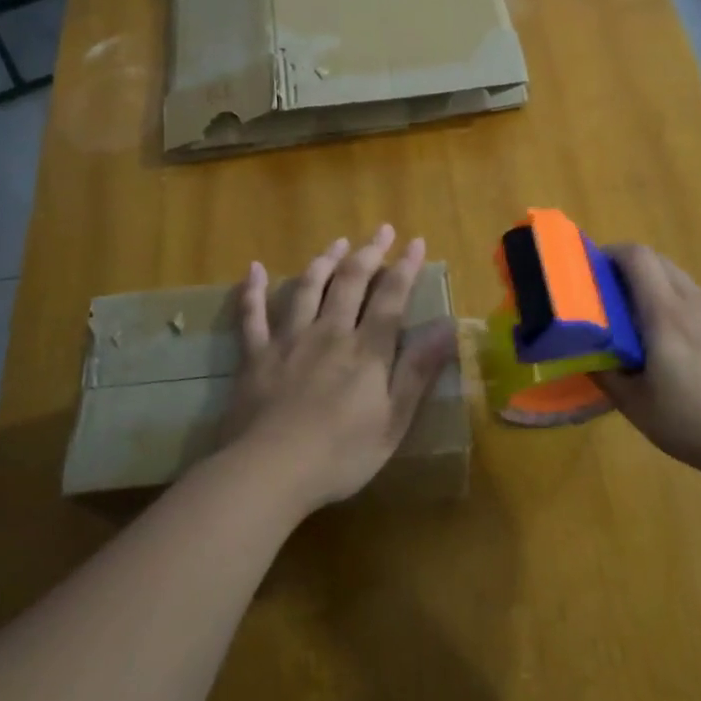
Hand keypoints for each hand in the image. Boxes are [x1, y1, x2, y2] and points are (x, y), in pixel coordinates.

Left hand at [219, 225, 458, 514]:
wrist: (270, 470)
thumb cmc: (340, 454)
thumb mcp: (393, 420)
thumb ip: (417, 371)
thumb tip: (448, 327)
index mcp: (366, 350)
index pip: (390, 298)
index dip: (405, 268)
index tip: (416, 242)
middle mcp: (329, 332)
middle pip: (350, 282)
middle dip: (368, 253)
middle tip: (381, 230)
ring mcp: (289, 340)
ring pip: (307, 288)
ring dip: (323, 261)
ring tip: (337, 243)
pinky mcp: (256, 355)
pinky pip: (252, 316)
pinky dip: (253, 291)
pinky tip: (255, 268)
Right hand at [595, 244, 700, 476]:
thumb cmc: (695, 425)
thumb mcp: (636, 406)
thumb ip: (604, 373)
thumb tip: (583, 353)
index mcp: (667, 315)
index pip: (637, 257)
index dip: (610, 254)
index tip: (591, 273)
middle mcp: (695, 303)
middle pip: (658, 261)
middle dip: (628, 268)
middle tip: (608, 299)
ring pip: (679, 280)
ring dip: (653, 287)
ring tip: (639, 325)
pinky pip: (698, 300)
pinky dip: (676, 305)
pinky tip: (675, 346)